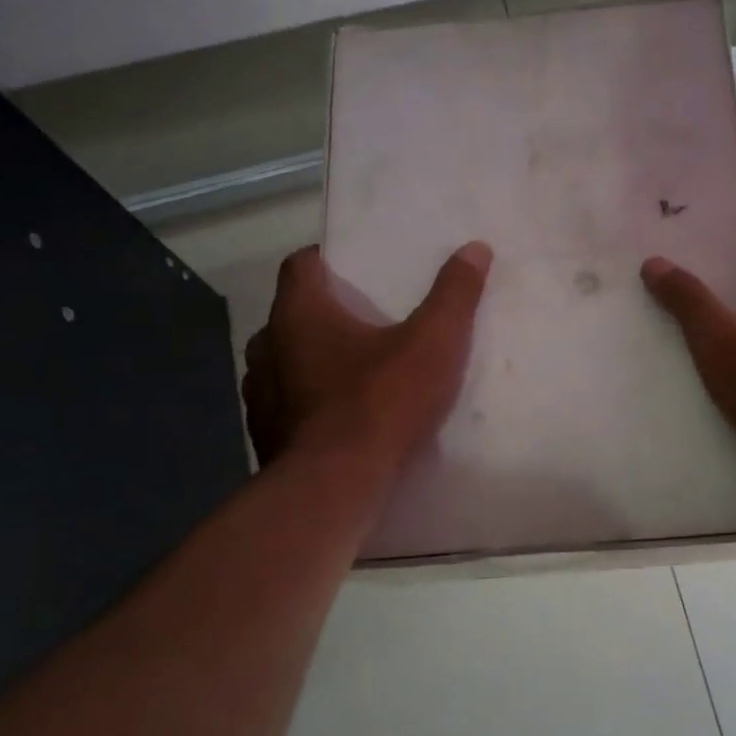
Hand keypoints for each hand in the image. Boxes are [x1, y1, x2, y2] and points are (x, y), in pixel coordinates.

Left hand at [242, 242, 491, 469]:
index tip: (355, 267)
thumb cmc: (381, 402)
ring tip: (350, 369)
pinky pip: (285, 403)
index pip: (300, 264)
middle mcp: (269, 346)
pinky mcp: (265, 434)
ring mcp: (260, 394)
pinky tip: (338, 416)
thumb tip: (475, 248)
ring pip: (282, 360)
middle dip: (322, 312)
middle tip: (363, 320)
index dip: (326, 259)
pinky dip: (307, 400)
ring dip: (309, 358)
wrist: (335, 487)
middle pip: (291, 313)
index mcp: (300, 313)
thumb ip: (453, 294)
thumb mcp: (433, 343)